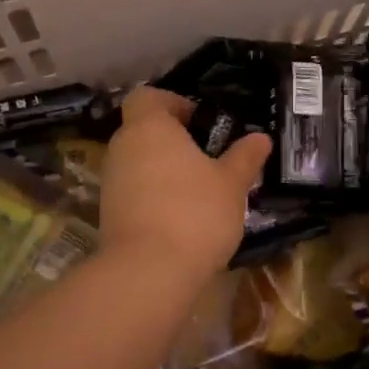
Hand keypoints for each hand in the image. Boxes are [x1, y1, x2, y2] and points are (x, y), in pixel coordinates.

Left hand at [100, 88, 271, 278]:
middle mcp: (122, 147)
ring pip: (138, 162)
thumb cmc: (194, 213)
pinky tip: (181, 218)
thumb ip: (244, 157)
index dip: (173, 103)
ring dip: (163, 170)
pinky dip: (153, 196)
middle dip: (173, 141)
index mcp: (149, 127)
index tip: (200, 122)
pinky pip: (133, 191)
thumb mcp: (231, 184)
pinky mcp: (107, 213)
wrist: (148, 271)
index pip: (148, 97)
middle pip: (143, 130)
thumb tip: (260, 138)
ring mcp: (110, 181)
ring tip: (199, 192)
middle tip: (208, 159)